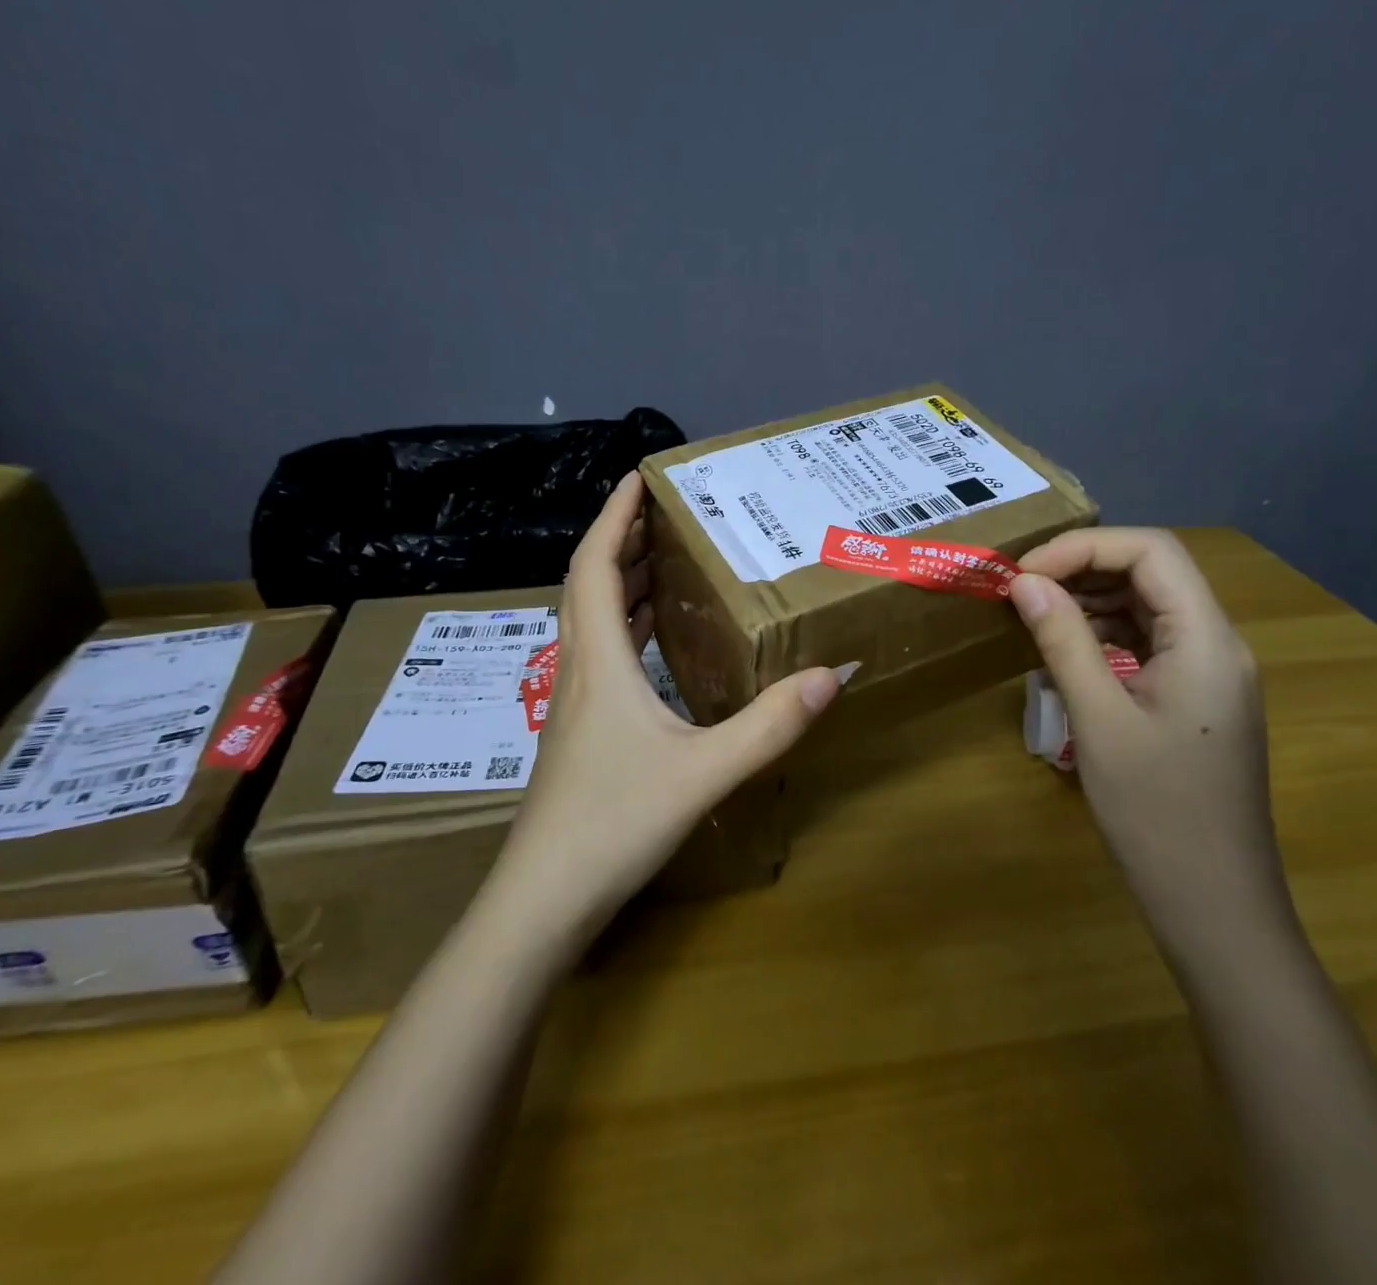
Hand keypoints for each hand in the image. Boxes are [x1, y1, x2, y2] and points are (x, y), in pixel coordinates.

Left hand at [489, 472, 841, 948]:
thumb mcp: (704, 771)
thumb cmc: (614, 824)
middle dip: (621, 540)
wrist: (544, 900)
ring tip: (662, 562)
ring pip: (589, 620)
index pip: (593, 564)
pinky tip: (652, 643)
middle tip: (665, 515)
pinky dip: (623, 628)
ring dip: (619, 582)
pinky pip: (599, 655)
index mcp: (598, 660)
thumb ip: (769, 725)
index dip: (614, 516)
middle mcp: (577, 669)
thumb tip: (832, 674)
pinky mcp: (578, 731)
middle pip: (587, 583)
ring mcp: (572, 703)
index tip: (640, 477)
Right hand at [1008, 528, 1289, 951]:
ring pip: (1150, 606)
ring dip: (1091, 600)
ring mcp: (1210, 674)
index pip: (1151, 551)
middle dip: (1083, 568)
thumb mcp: (1099, 720)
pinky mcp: (1196, 700)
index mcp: (1207, 640)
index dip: (1082, 548)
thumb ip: (1063, 640)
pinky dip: (1105, 634)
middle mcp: (1217, 644)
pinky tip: (1066, 652)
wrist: (1215, 906)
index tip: (1024, 575)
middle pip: (1153, 572)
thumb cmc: (1157, 814)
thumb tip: (1024, 583)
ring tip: (1034, 615)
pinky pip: (1150, 643)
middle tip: (1021, 590)